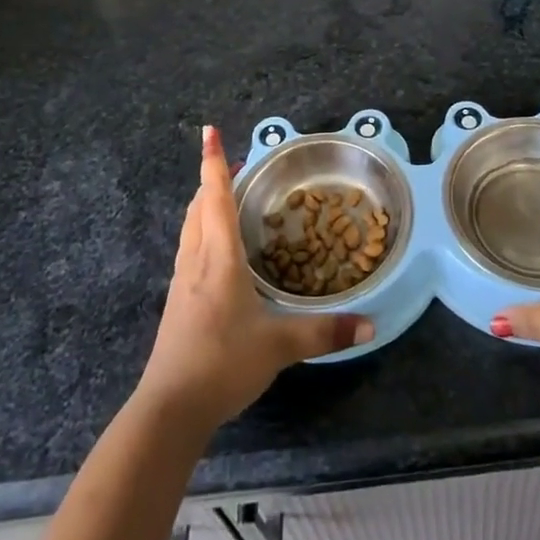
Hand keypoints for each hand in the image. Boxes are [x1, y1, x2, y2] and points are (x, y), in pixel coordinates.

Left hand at [134, 127, 373, 432]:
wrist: (170, 408)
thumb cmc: (223, 362)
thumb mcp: (280, 346)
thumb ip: (325, 332)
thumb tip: (369, 325)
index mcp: (219, 257)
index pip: (216, 197)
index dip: (213, 162)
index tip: (208, 131)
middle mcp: (197, 260)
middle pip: (199, 206)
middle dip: (213, 180)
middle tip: (234, 165)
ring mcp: (183, 281)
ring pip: (191, 227)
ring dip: (204, 205)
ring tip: (225, 198)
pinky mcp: (178, 302)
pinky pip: (190, 250)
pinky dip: (202, 232)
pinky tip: (217, 251)